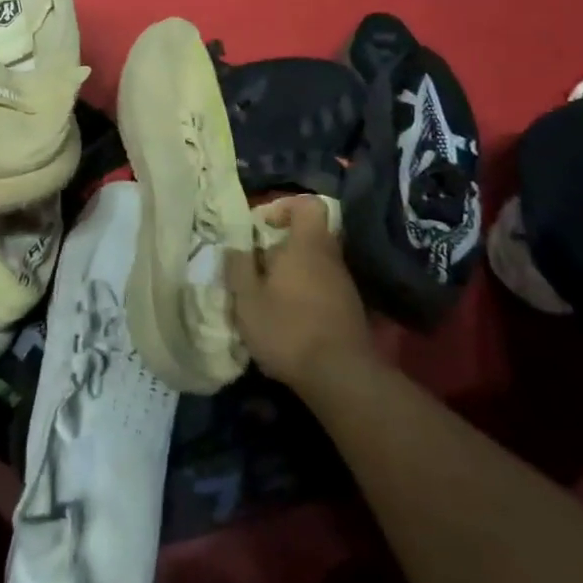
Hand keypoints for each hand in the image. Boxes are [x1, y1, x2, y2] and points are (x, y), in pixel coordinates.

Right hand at [226, 195, 373, 390]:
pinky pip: (323, 288)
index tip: (263, 225)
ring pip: (315, 264)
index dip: (285, 207)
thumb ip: (238, 267)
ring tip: (267, 297)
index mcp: (307, 245)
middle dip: (282, 245)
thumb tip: (234, 247)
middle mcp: (330, 258)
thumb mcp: (247, 299)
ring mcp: (344, 285)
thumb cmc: (288, 328)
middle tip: (258, 265)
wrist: (341, 378)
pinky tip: (287, 320)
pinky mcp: (349, 311)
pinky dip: (305, 295)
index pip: (308, 204)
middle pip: (309, 235)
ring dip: (292, 273)